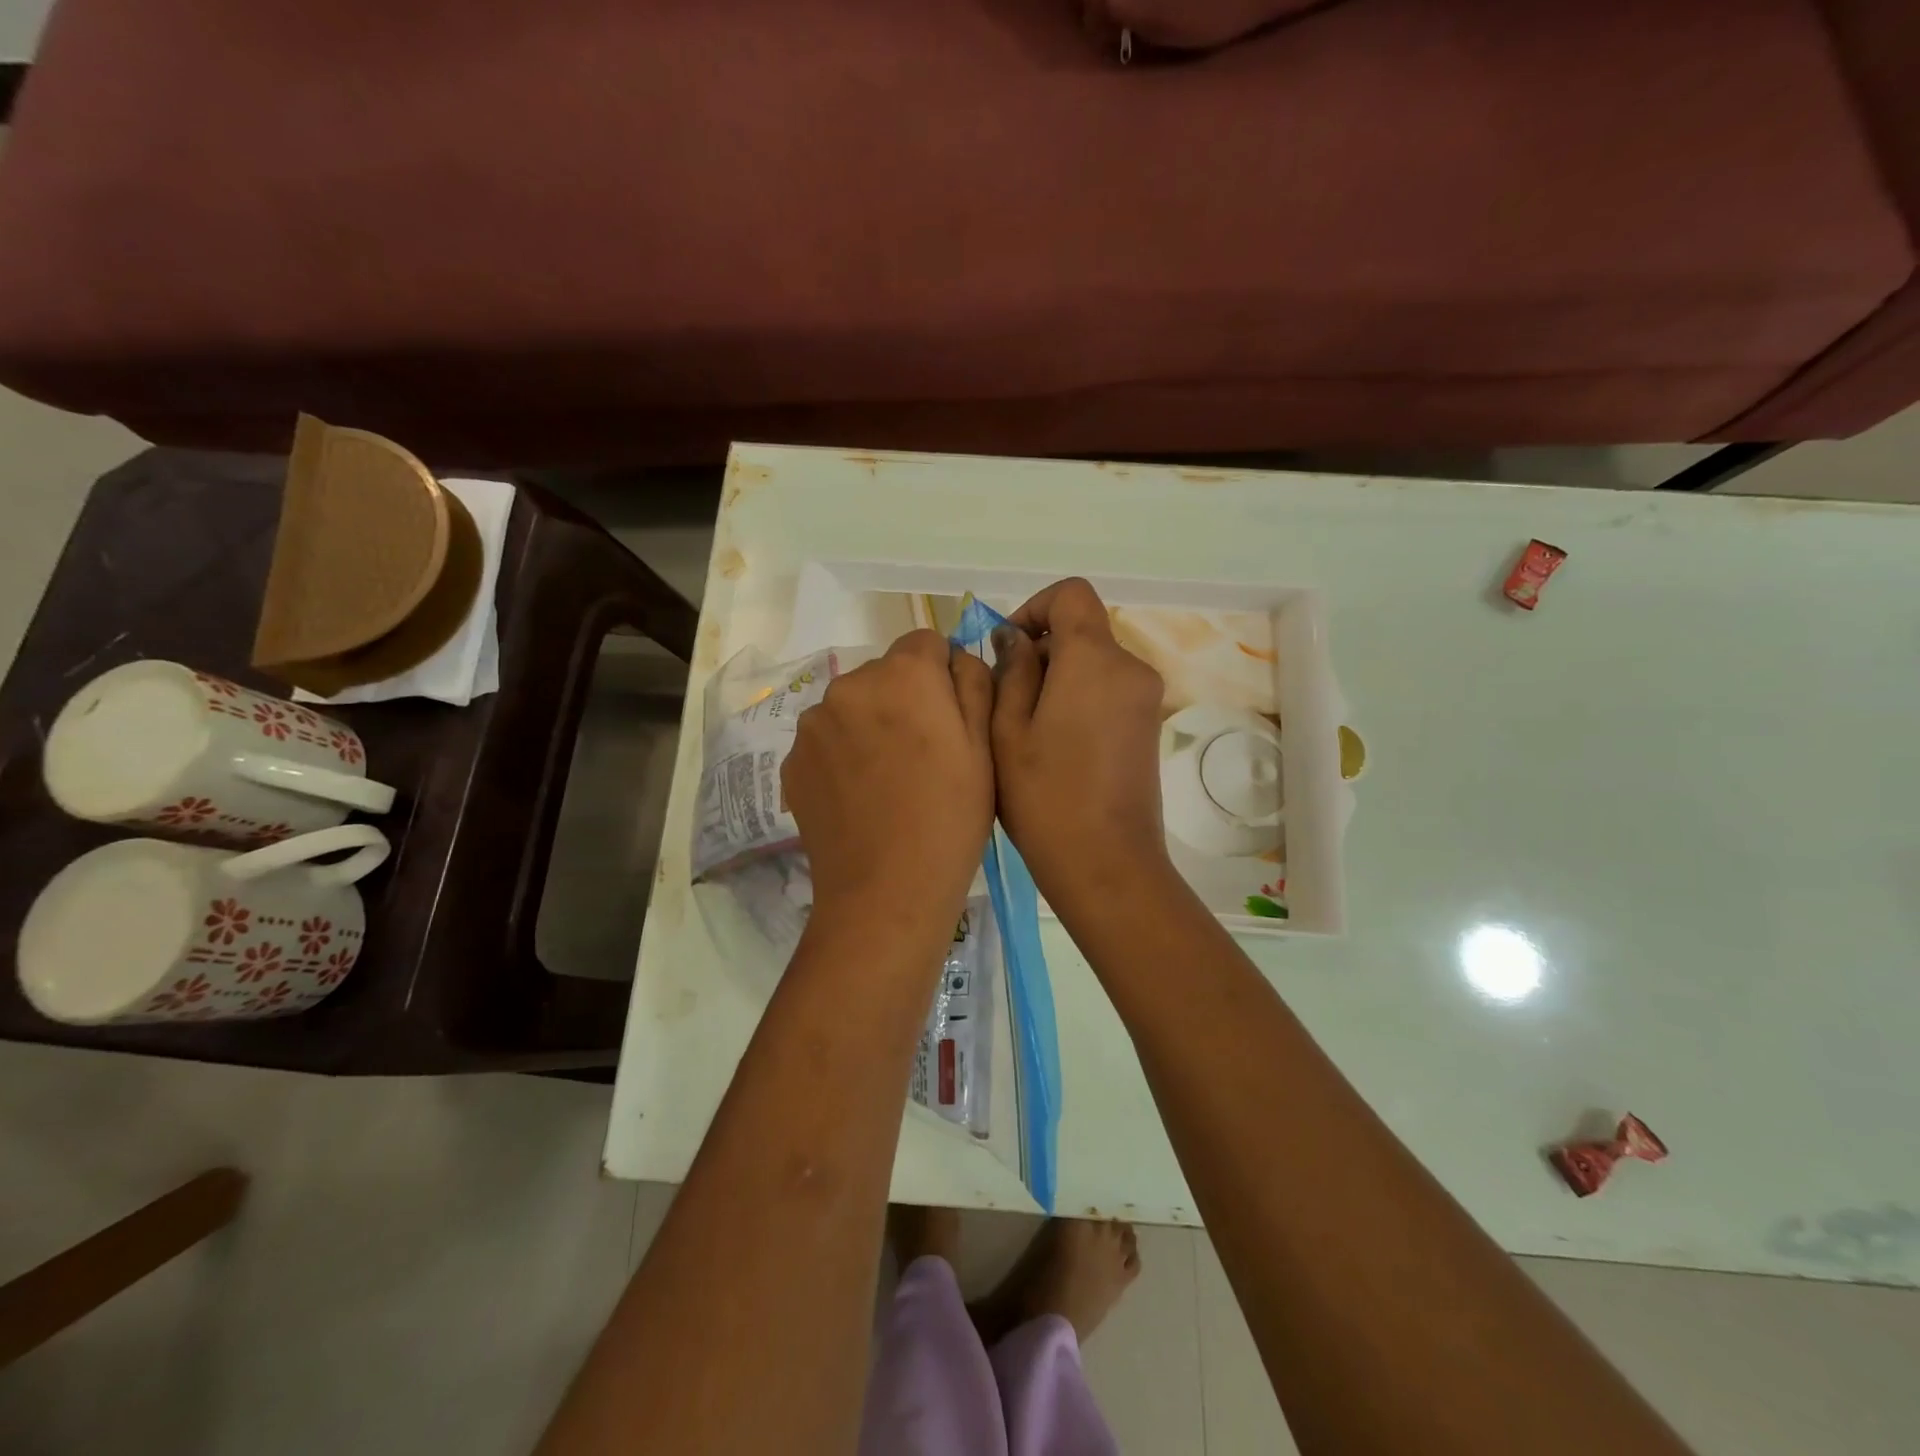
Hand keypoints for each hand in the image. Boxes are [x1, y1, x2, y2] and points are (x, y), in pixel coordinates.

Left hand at [782, 630, 993, 931]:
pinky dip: (843, 754)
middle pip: (885, 673)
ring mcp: (813, 724)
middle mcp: (849, 685)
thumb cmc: (950, 819)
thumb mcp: (985, 748)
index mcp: (903, 675)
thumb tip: (956, 658)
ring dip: (870, 724)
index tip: (952, 717)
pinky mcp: (792, 761)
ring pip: (852, 705)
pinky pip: (827, 739)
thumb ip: (974, 683)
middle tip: (924, 754)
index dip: (943, 674)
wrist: (886, 892)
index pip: (925, 642)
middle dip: (905, 697)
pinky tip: (860, 796)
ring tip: (889, 779)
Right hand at [991, 579, 1173, 918]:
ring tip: (1025, 728)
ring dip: (1058, 677)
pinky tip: (1056, 745)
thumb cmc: (1044, 796)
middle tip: (1004, 699)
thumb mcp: (1007, 730)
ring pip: (1094, 662)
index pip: (1071, 594)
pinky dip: (1080, 697)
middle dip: (1041, 650)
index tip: (1007, 649)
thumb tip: (1015, 640)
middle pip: (1082, 630)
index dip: (1034, 608)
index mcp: (1094, 659)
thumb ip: (1011, 672)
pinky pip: (1109, 689)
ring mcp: (1146, 698)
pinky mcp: (1149, 726)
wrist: (1107, 863)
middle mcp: (1130, 667)